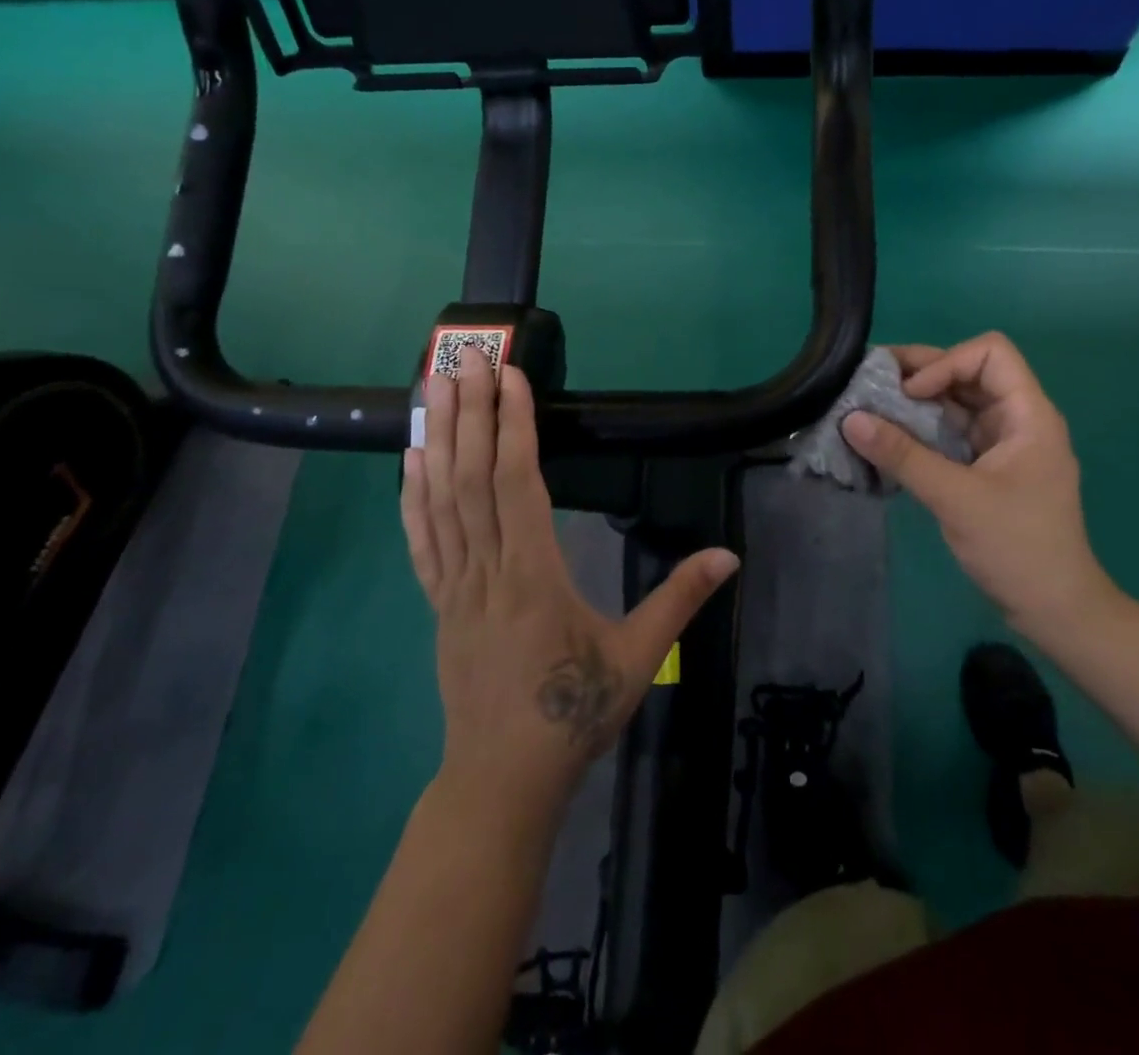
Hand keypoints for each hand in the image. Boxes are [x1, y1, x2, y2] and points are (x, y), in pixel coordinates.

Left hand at [402, 348, 738, 807]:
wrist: (503, 780)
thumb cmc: (573, 714)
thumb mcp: (637, 658)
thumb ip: (680, 600)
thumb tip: (728, 556)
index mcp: (533, 575)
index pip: (518, 484)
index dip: (512, 426)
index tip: (509, 377)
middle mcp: (486, 570)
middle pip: (471, 478)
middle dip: (468, 412)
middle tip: (464, 358)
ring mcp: (454, 587)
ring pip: (440, 500)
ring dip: (435, 439)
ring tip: (430, 388)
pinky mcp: (439, 604)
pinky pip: (421, 541)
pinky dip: (413, 495)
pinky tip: (410, 460)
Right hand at [840, 333, 1117, 640]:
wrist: (1055, 609)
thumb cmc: (1016, 548)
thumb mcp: (955, 498)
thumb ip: (903, 456)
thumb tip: (850, 419)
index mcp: (1028, 415)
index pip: (991, 353)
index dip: (946, 362)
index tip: (909, 394)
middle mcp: (1017, 419)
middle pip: (969, 372)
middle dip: (920, 373)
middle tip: (870, 381)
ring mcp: (1003, 444)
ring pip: (957, 403)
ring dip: (916, 402)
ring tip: (870, 406)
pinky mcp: (987, 467)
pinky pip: (951, 432)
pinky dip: (921, 429)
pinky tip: (888, 439)